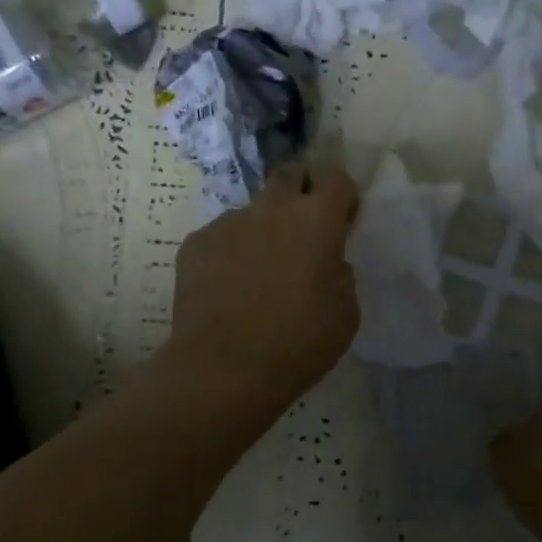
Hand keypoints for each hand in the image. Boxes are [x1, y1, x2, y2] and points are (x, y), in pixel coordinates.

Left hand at [170, 165, 360, 404]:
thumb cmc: (299, 342)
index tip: (343, 221)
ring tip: (260, 271)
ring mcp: (228, 222)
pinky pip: (222, 237)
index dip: (343, 196)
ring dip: (264, 228)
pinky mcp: (195, 243)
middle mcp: (272, 208)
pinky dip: (231, 253)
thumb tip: (326, 261)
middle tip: (304, 228)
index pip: (336, 178)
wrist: (225, 368)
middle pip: (290, 174)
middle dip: (302, 190)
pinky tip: (229, 288)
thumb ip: (340, 273)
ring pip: (253, 210)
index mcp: (316, 220)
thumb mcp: (346, 312)